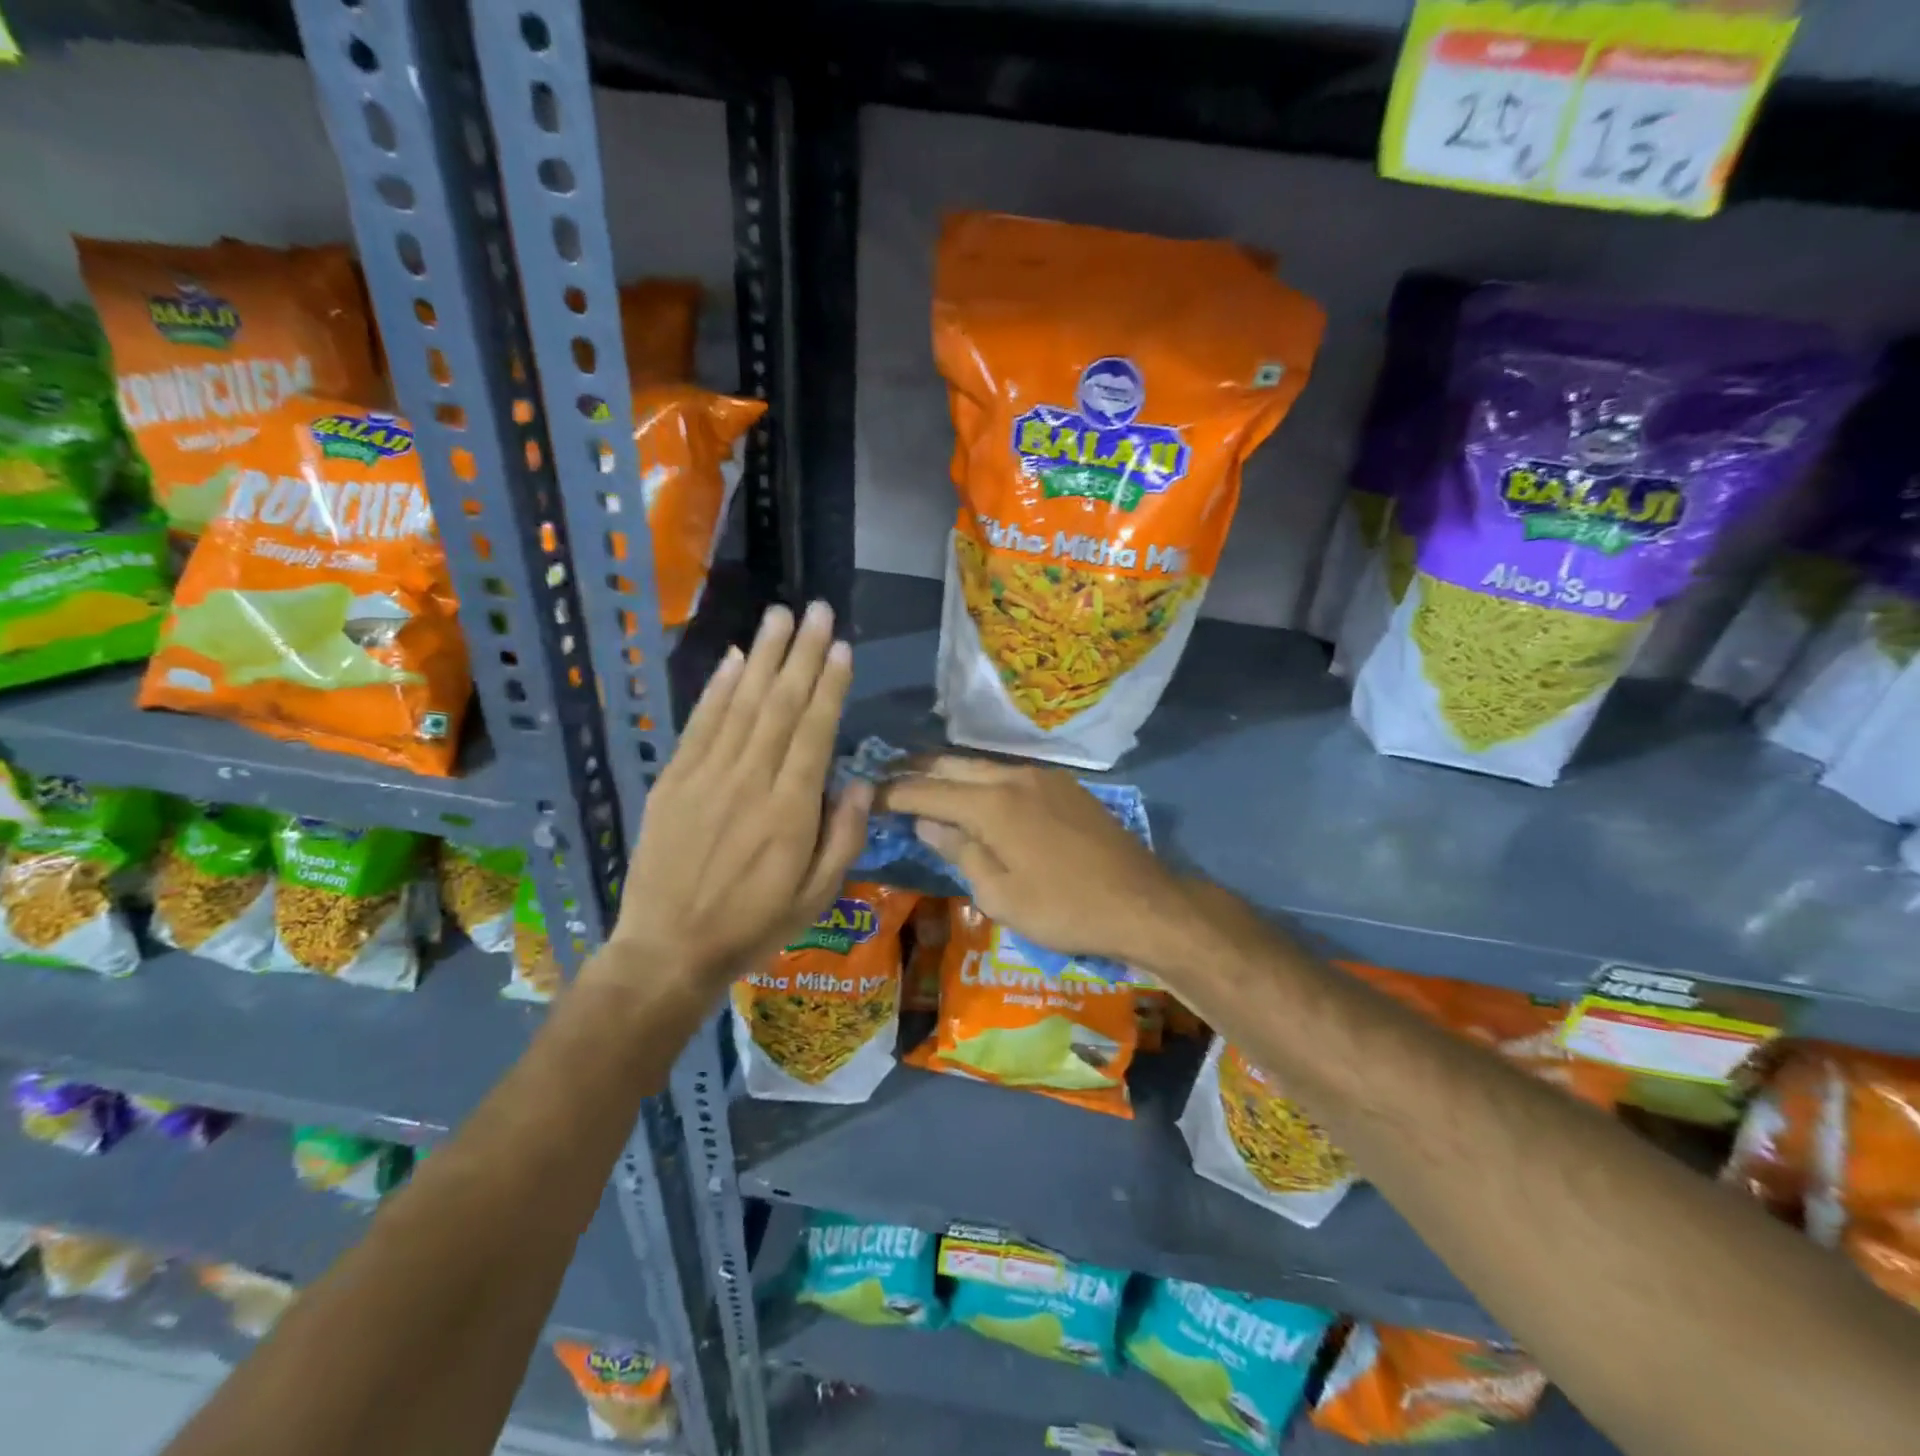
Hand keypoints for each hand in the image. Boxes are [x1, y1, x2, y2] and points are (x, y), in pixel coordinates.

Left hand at [607, 602, 871, 996]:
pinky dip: (716, 688)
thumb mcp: (818, 896)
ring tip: (779, 616)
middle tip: (815, 610)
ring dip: (762, 656)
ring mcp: (706, 776)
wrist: (668, 950)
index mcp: (790, 810)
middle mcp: (750, 780)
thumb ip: (844, 837)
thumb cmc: (754, 926)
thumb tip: (860, 781)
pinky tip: (732, 659)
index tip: (840, 646)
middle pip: (780, 704)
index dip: (829, 685)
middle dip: (800, 653)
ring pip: (741, 704)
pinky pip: (699, 724)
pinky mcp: (673, 780)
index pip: (814, 731)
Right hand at [877, 756, 1183, 966]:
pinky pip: (1010, 774)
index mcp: (991, 803)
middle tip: (888, 781)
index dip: (892, 792)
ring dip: (950, 774)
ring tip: (925, 785)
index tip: (865, 795)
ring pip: (982, 766)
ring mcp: (1043, 777)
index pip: (926, 790)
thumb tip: (927, 822)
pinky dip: (983, 781)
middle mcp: (1013, 776)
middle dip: (917, 772)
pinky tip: (977, 796)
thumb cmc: (1063, 908)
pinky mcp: (1064, 786)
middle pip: (952, 765)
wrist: (1142, 902)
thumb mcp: (1000, 894)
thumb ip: (959, 851)